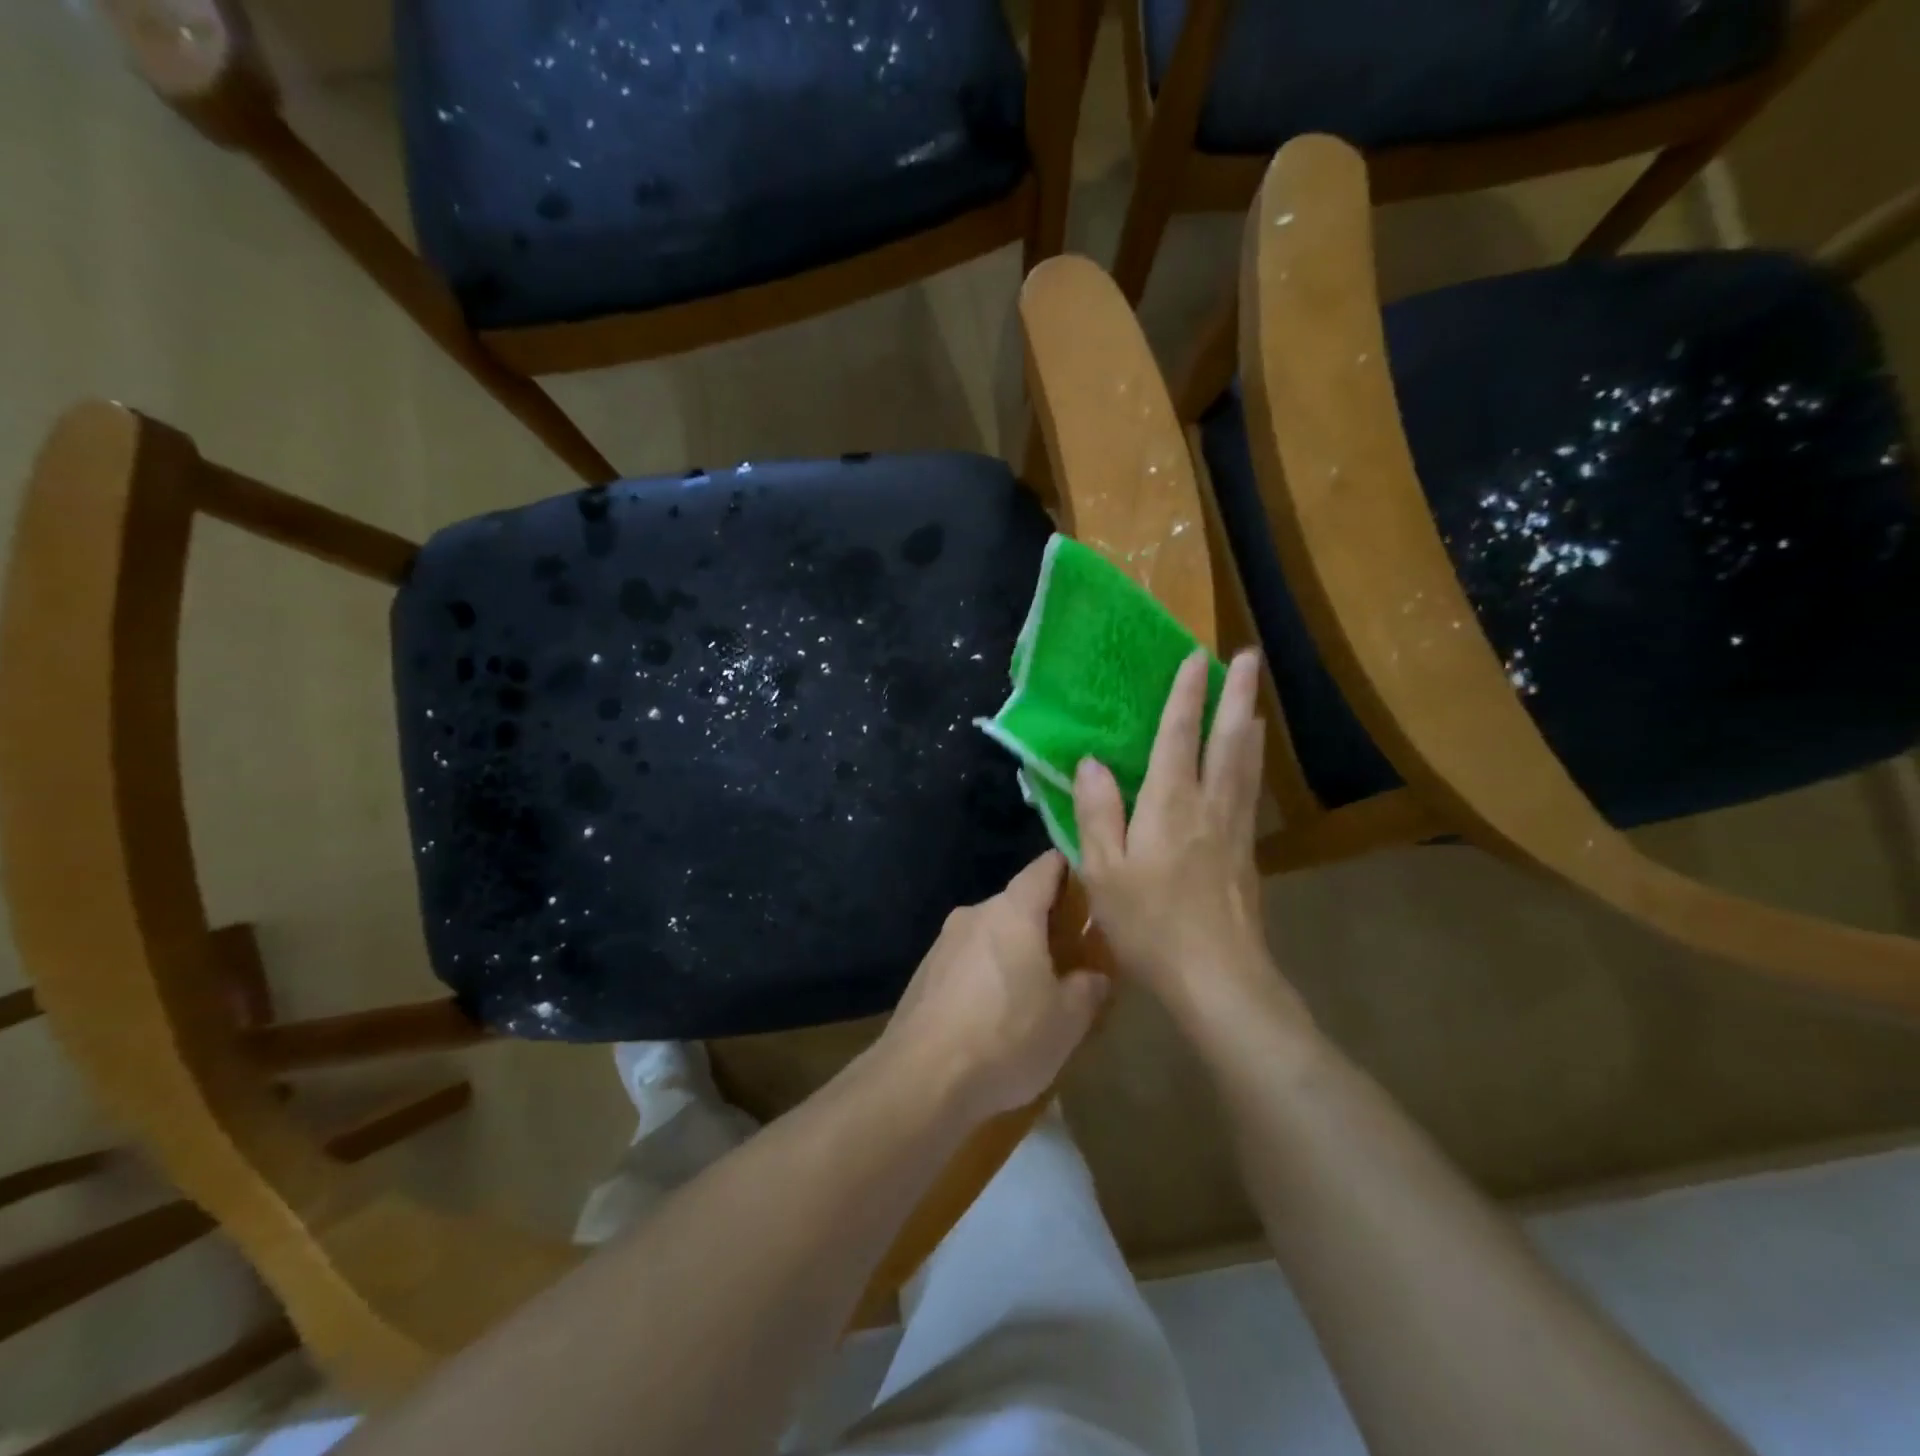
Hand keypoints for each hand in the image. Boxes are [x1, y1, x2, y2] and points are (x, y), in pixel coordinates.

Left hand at [877, 852, 1107, 1121]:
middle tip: (1071, 952)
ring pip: (990, 935)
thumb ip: (1089, 988)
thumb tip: (1094, 976)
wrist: (920, 1078)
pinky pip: (967, 961)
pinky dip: (986, 975)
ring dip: (1013, 952)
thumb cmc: (1005, 1036)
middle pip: (1017, 904)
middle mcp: (975, 914)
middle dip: (1044, 923)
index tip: (1090, 883)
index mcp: (1013, 911)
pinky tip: (994, 1014)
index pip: (1045, 868)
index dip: (1069, 869)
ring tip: (1034, 989)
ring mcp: (943, 943)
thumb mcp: (1067, 1020)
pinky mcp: (924, 973)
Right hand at [1074, 650, 1302, 1028]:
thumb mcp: (1103, 870)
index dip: (1185, 694)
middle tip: (1249, 656)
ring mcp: (1235, 828)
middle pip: (1228, 738)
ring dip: (1249, 722)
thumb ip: (1097, 812)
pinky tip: (1252, 761)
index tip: (1195, 656)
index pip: (1178, 735)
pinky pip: (1251, 789)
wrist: (1217, 977)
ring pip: (1246, 762)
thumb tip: (1091, 762)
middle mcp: (1209, 804)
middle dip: (1236, 694)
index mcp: (1169, 804)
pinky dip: (1253, 761)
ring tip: (1255, 697)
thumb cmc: (1149, 924)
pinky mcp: (1247, 852)